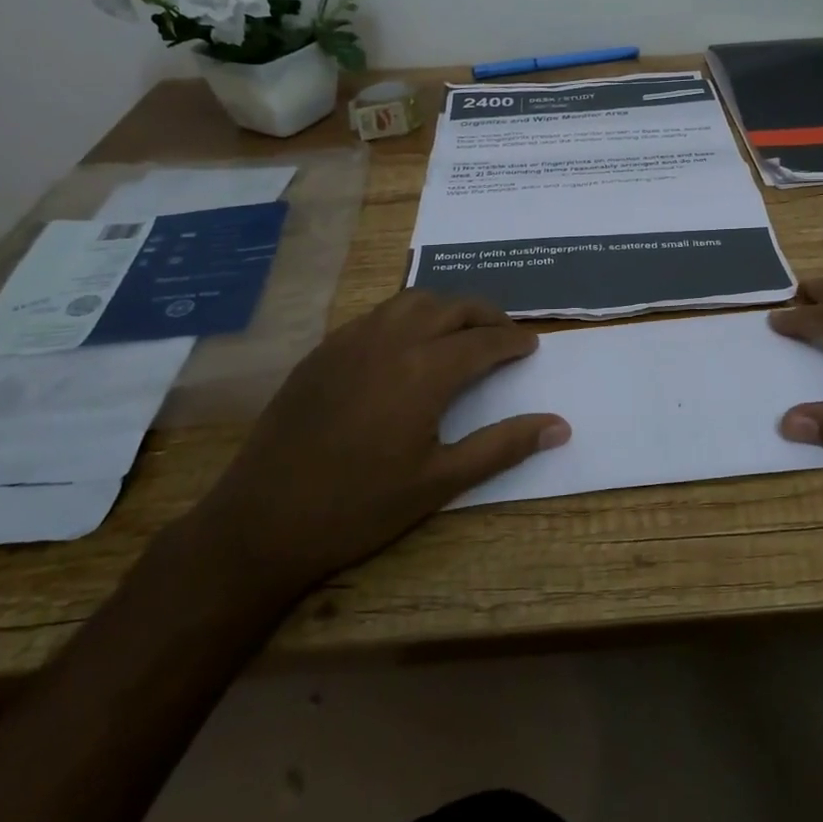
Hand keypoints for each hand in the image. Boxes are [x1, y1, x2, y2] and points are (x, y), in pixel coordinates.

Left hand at [188, 290, 568, 601]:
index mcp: (424, 371)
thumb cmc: (359, 507)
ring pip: (411, 300)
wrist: (262, 521)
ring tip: (462, 330)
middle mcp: (391, 340)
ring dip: (446, 307)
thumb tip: (560, 425)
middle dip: (486, 314)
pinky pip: (377, 314)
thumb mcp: (440, 482)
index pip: (483, 341)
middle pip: (451, 307)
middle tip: (506, 333)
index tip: (532, 345)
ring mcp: (351, 341)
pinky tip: (408, 342)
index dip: (513, 341)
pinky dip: (407, 315)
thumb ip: (503, 446)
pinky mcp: (323, 351)